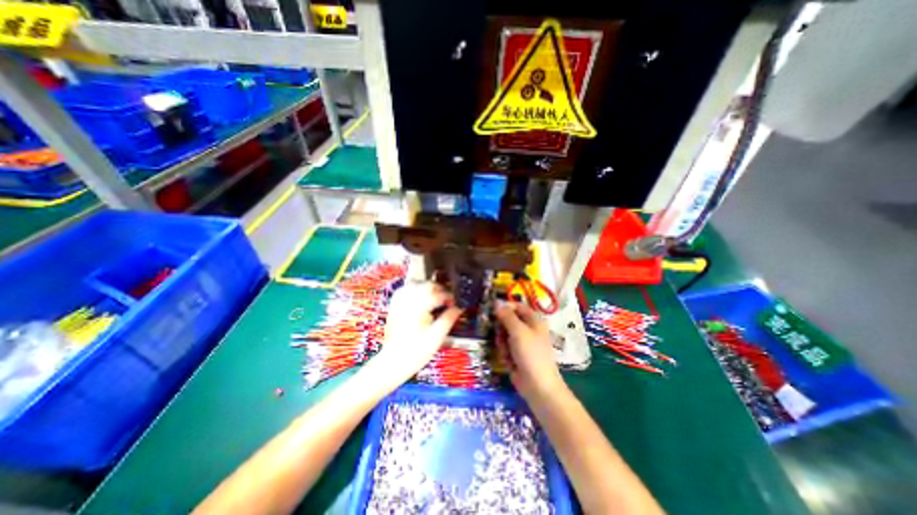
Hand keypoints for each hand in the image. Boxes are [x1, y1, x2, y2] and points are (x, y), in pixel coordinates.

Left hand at [372, 281, 462, 382]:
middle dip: (439, 290)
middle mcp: (408, 301)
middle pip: (426, 285)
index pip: (438, 294)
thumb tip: (459, 308)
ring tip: (435, 296)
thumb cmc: (416, 352)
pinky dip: (413, 289)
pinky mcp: (394, 306)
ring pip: (415, 284)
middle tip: (447, 300)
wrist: (393, 362)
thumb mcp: (437, 337)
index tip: (455, 304)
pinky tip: (419, 295)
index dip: (449, 298)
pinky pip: (404, 289)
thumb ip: (449, 319)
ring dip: (427, 287)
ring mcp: (399, 302)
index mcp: (419, 307)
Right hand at [494, 304, 566, 399]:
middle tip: (500, 335)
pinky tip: (509, 362)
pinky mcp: (517, 355)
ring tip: (506, 352)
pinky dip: (505, 354)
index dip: (505, 308)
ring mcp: (523, 344)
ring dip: (502, 343)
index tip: (493, 312)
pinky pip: (505, 348)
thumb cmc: (530, 354)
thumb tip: (496, 302)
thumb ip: (507, 316)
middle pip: (508, 321)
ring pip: (504, 335)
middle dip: (502, 329)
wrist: (538, 386)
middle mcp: (529, 330)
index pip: (517, 306)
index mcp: (534, 321)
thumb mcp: (518, 331)